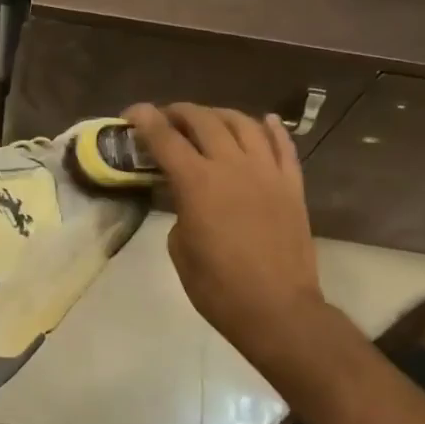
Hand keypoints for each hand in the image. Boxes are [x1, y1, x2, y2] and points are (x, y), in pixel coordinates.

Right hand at [123, 103, 324, 351]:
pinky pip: (284, 145)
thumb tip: (187, 196)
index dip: (144, 119)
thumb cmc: (218, 287)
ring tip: (207, 120)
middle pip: (204, 120)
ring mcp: (267, 172)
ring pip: (243, 123)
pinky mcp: (292, 185)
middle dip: (179, 112)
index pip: (165, 137)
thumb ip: (180, 209)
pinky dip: (271, 128)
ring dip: (219, 115)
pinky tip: (264, 121)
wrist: (278, 310)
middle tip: (166, 119)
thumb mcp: (179, 247)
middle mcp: (232, 166)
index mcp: (197, 183)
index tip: (131, 113)